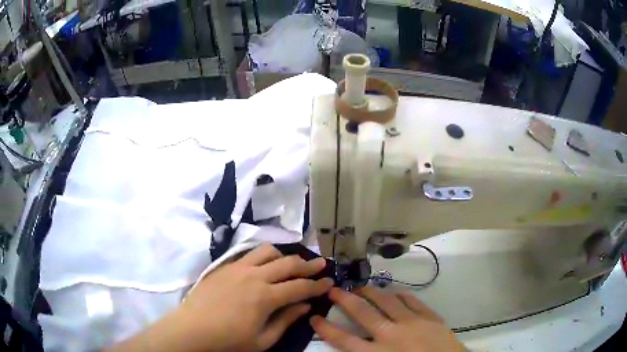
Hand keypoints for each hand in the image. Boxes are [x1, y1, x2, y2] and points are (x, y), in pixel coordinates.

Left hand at [107, 244, 333, 351]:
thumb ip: (286, 320)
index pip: (300, 286)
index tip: (330, 281)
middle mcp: (254, 276)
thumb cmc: (229, 340)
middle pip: (287, 263)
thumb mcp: (263, 339)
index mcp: (265, 296)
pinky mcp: (224, 266)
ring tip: (290, 263)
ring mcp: (237, 267)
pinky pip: (248, 254)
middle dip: (308, 264)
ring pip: (267, 251)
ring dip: (283, 255)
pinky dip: (262, 256)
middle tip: (321, 264)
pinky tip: (264, 265)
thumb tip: (305, 306)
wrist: (192, 329)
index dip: (318, 284)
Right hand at [310, 287, 464, 351]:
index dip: (326, 329)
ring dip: (371, 292)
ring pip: (386, 301)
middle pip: (363, 313)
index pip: (344, 340)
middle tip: (333, 290)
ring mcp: (412, 322)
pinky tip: (393, 292)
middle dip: (345, 300)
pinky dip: (399, 295)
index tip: (314, 317)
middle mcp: (391, 335)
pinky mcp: (429, 316)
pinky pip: (411, 300)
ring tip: (360, 287)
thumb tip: (353, 348)